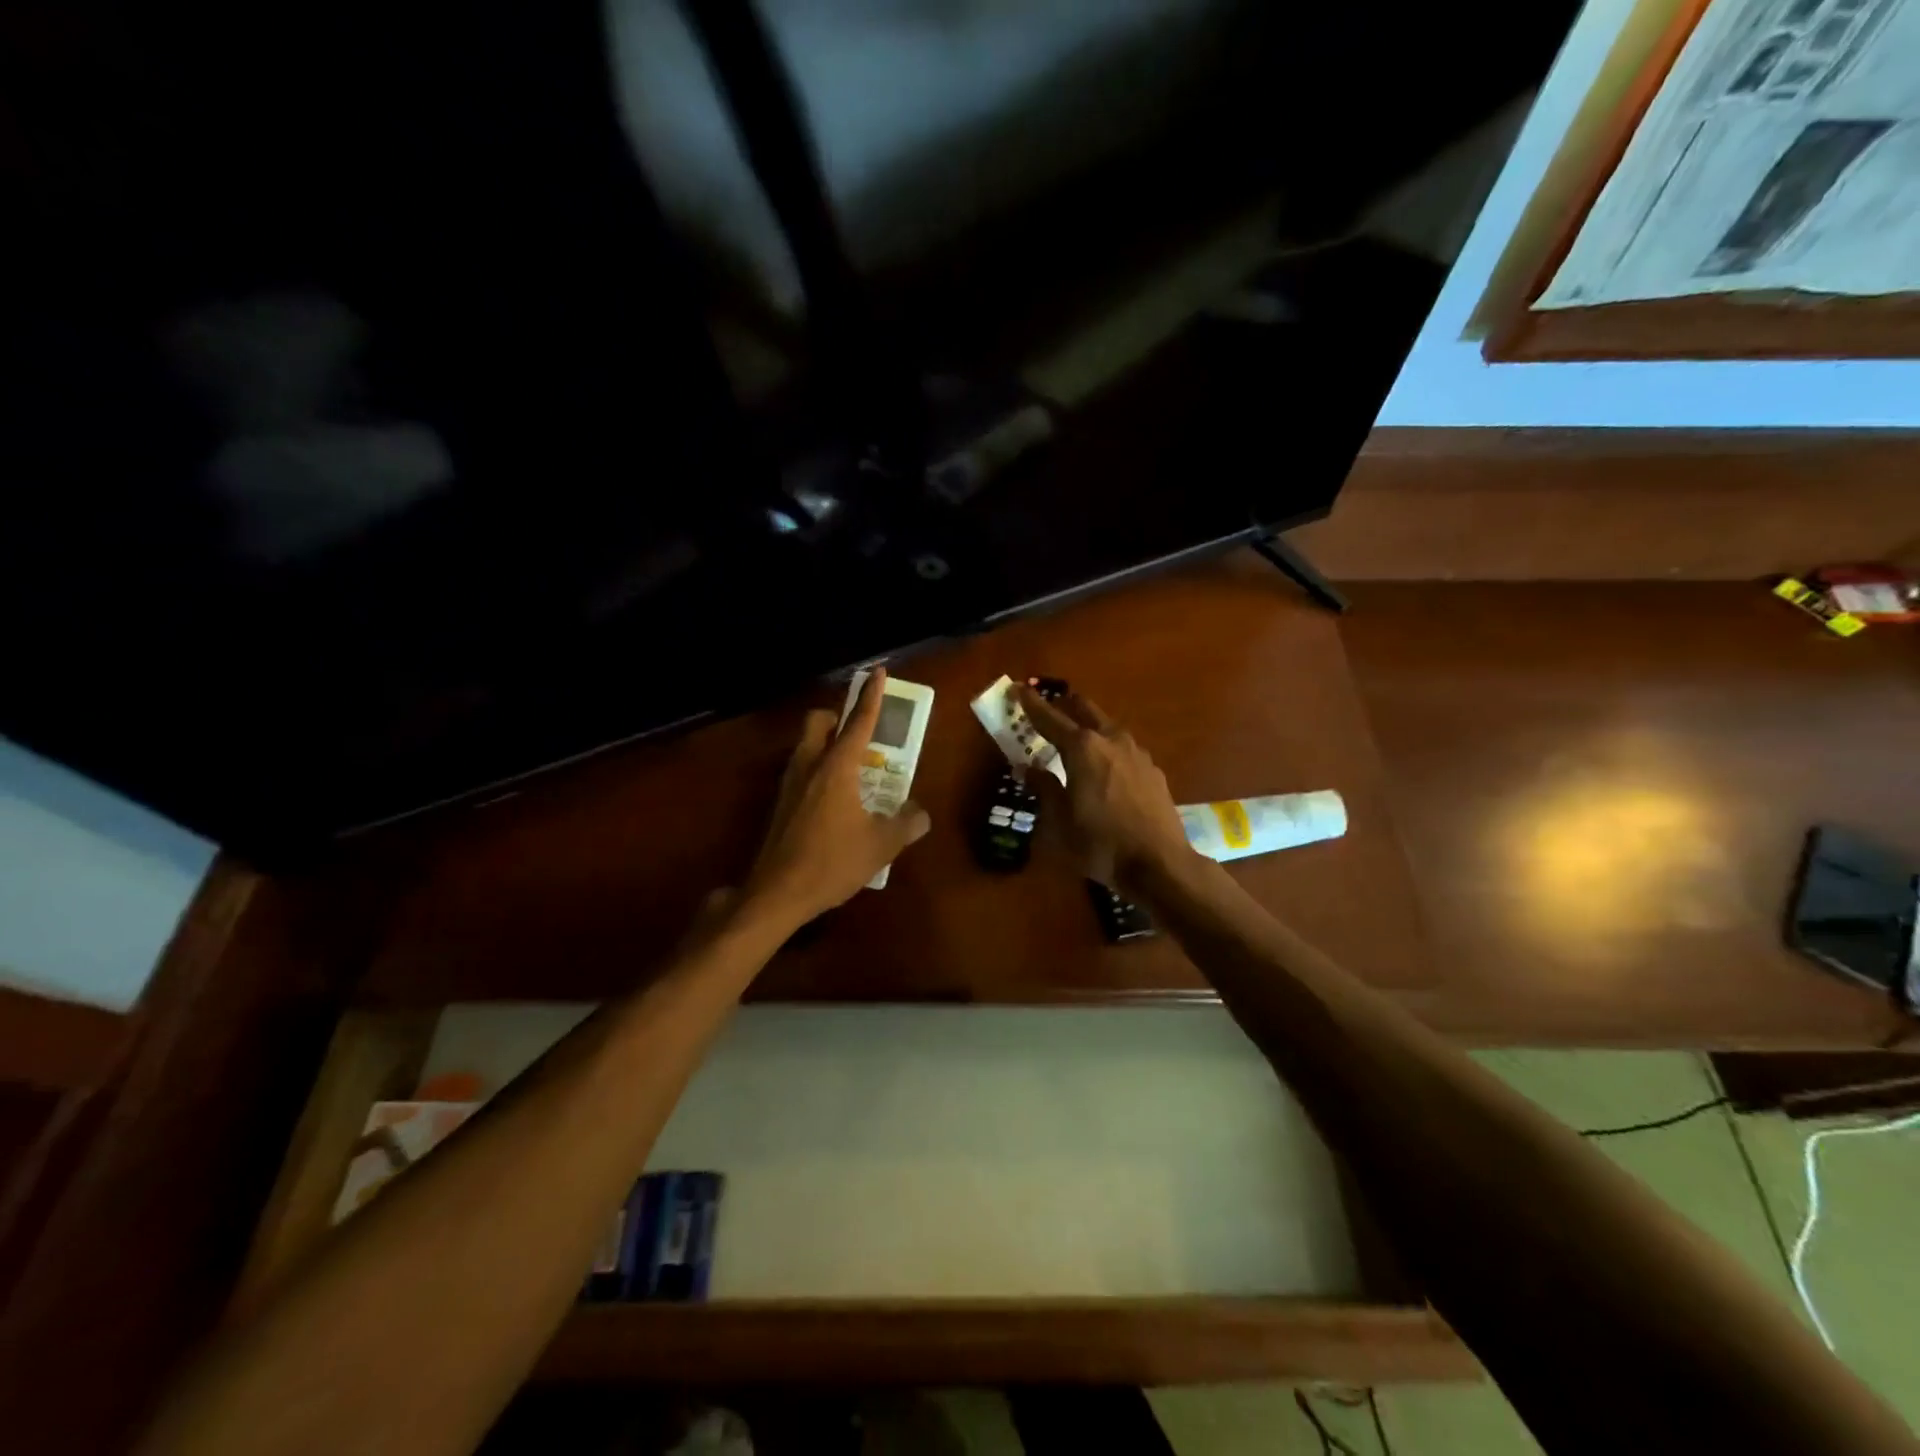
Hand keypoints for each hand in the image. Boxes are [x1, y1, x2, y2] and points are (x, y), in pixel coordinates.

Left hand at [744, 669, 931, 923]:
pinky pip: (802, 771)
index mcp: (836, 767)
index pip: (858, 722)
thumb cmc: (832, 862)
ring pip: (807, 746)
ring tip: (854, 769)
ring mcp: (790, 784)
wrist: (777, 893)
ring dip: (828, 744)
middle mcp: (810, 766)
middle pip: (818, 722)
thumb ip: (906, 824)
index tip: (877, 672)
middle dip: (837, 716)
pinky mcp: (780, 805)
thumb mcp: (881, 845)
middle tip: (860, 732)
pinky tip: (836, 800)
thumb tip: (920, 813)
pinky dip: (819, 770)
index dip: (871, 696)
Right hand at [1015, 682, 1191, 887]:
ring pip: (1107, 727)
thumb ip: (1043, 788)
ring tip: (1075, 741)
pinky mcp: (1153, 770)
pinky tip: (1104, 768)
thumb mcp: (1060, 821)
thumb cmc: (1100, 843)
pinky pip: (1123, 748)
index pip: (1049, 718)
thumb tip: (1027, 768)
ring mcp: (1136, 753)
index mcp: (1082, 748)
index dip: (1031, 703)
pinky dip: (1107, 748)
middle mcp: (1110, 740)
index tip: (1017, 688)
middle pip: (1084, 709)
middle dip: (1063, 705)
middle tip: (1047, 709)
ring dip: (1088, 726)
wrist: (1159, 863)